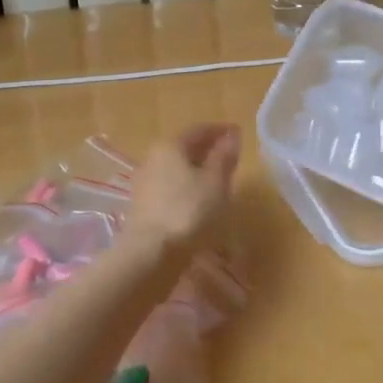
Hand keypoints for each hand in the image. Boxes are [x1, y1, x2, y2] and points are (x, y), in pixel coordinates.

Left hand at [127, 123, 240, 247]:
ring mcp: (146, 183)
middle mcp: (153, 158)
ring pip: (177, 169)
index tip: (238, 133)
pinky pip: (171, 187)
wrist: (149, 253)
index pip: (199, 130)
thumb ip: (224, 156)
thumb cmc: (188, 210)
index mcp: (170, 146)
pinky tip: (200, 200)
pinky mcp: (144, 206)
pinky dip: (187, 187)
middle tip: (230, 156)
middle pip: (185, 148)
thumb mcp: (215, 181)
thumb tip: (233, 135)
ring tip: (219, 180)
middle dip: (208, 150)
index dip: (220, 130)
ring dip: (197, 170)